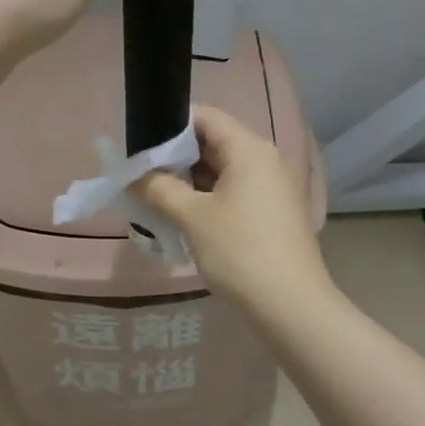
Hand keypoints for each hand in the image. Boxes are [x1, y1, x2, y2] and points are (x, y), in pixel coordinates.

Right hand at [131, 106, 332, 319]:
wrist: (292, 308)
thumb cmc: (240, 252)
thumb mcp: (192, 217)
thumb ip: (158, 188)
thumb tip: (133, 174)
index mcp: (248, 149)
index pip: (204, 117)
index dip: (170, 125)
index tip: (141, 144)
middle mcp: (264, 159)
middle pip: (212, 141)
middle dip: (176, 156)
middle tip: (141, 173)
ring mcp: (271, 186)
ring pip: (222, 168)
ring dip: (189, 179)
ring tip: (154, 194)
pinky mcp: (272, 211)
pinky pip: (234, 190)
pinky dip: (208, 196)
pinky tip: (182, 214)